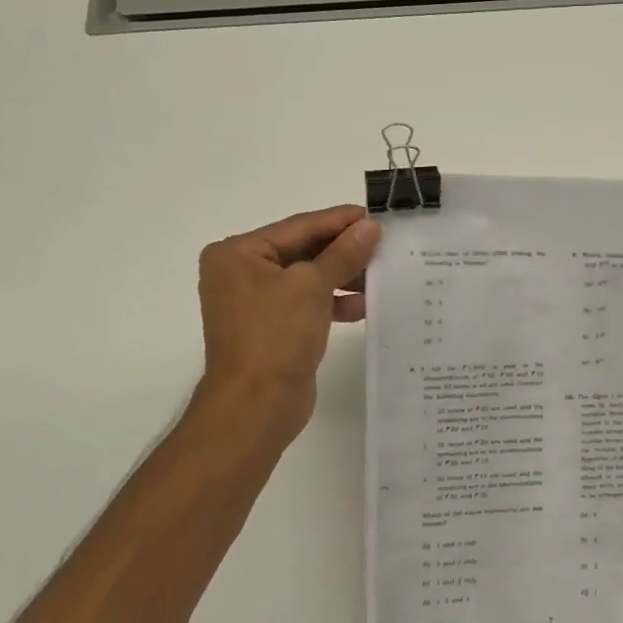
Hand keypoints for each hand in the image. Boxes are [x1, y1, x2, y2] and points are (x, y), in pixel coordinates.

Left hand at [190, 204, 381, 442]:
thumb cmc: (276, 335)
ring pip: (309, 278)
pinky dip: (333, 302)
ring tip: (379, 276)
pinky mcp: (273, 328)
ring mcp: (256, 303)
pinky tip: (363, 306)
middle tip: (384, 245)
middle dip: (344, 251)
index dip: (339, 221)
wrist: (256, 405)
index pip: (298, 227)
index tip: (375, 216)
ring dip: (343, 277)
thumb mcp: (312, 286)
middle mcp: (242, 273)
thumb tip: (370, 226)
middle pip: (303, 251)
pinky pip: (308, 304)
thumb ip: (343, 253)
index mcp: (238, 254)